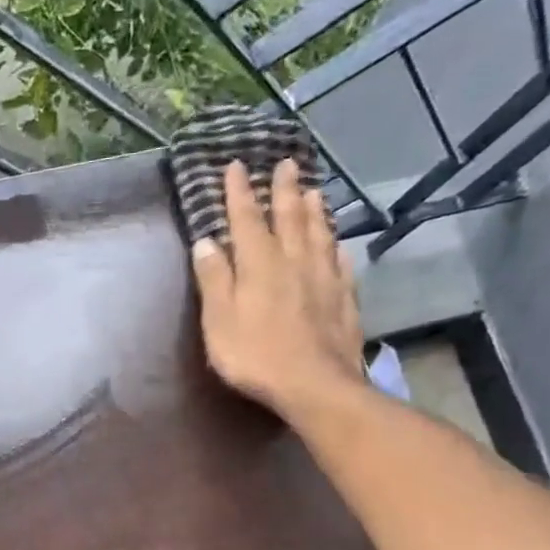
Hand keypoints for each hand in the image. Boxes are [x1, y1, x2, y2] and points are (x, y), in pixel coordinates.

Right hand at [190, 158, 365, 420]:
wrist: (315, 385)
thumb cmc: (255, 356)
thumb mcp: (219, 321)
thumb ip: (214, 279)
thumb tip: (206, 241)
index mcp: (259, 265)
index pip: (246, 220)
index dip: (239, 193)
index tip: (236, 166)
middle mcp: (294, 261)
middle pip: (289, 217)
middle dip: (284, 190)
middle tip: (286, 164)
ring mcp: (324, 278)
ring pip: (319, 234)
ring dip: (314, 210)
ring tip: (314, 190)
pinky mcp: (344, 299)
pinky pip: (340, 262)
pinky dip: (336, 245)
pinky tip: (337, 243)